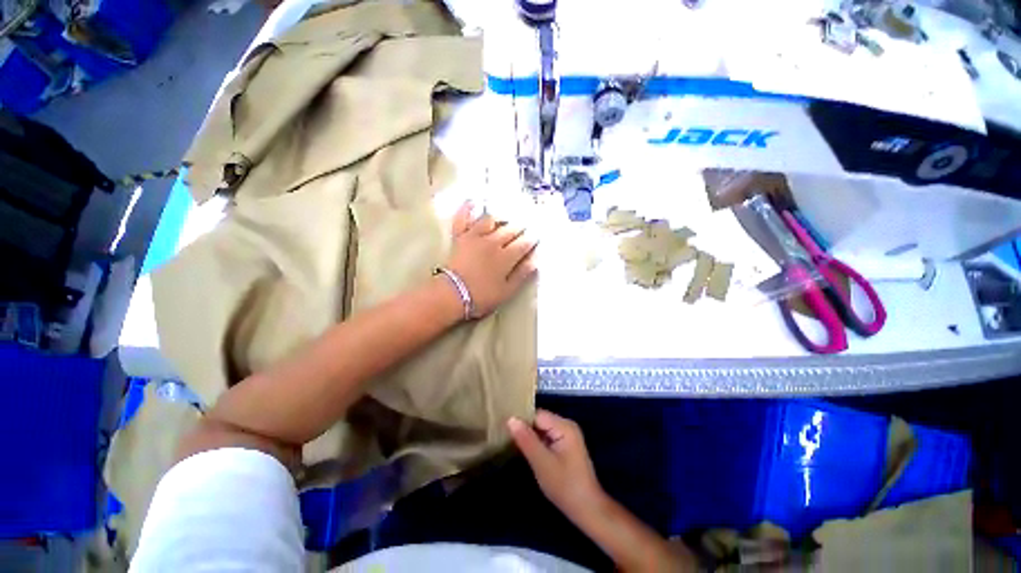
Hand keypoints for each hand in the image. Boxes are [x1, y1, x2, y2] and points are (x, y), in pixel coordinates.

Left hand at [445, 201, 537, 317]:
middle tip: (527, 225)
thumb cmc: (482, 296)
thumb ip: (522, 274)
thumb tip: (536, 259)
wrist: (452, 295)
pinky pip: (463, 218)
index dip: (532, 238)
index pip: (524, 243)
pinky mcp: (460, 237)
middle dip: (521, 227)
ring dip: (501, 218)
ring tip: (506, 218)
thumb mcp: (507, 291)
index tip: (537, 235)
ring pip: (491, 220)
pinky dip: (467, 209)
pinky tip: (472, 201)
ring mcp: (475, 236)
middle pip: (511, 229)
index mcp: (506, 257)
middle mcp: (493, 242)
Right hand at [508, 410, 604, 518]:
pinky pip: (546, 437)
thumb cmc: (565, 486)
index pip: (536, 415)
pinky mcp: (565, 446)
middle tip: (506, 438)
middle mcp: (566, 426)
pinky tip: (526, 452)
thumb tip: (510, 419)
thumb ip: (526, 439)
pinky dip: (536, 443)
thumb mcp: (542, 463)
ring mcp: (567, 436)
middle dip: (525, 429)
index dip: (521, 421)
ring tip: (511, 444)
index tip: (504, 430)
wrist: (588, 510)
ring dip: (529, 437)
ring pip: (542, 429)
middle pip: (539, 420)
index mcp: (564, 426)